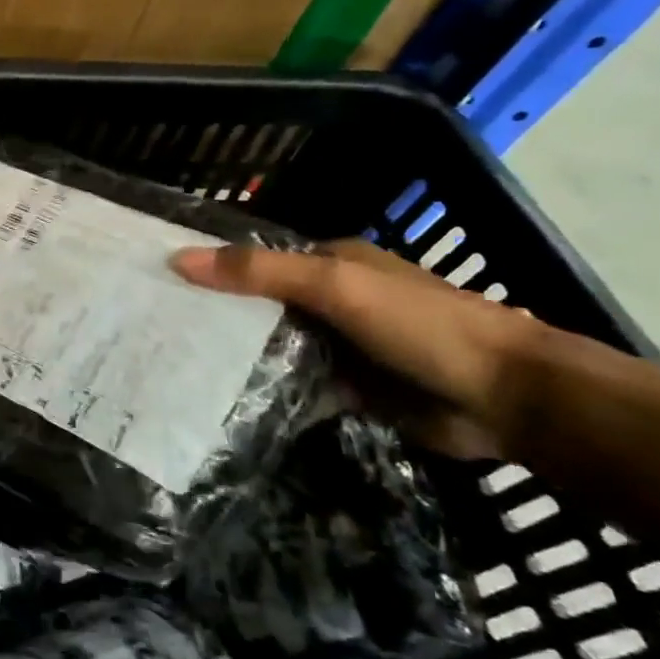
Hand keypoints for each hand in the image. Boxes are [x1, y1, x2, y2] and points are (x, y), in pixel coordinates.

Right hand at [171, 239, 543, 460]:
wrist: (508, 398)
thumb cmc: (420, 325)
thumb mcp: (334, 286)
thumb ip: (258, 273)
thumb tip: (177, 259)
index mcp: (330, 262)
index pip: (254, 260)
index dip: (210, 268)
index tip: (157, 283)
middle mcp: (330, 299)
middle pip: (259, 303)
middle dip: (214, 313)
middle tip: (151, 328)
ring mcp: (339, 344)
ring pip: (272, 344)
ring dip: (235, 353)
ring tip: (171, 362)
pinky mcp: (348, 387)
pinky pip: (292, 381)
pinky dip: (264, 386)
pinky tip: (219, 396)